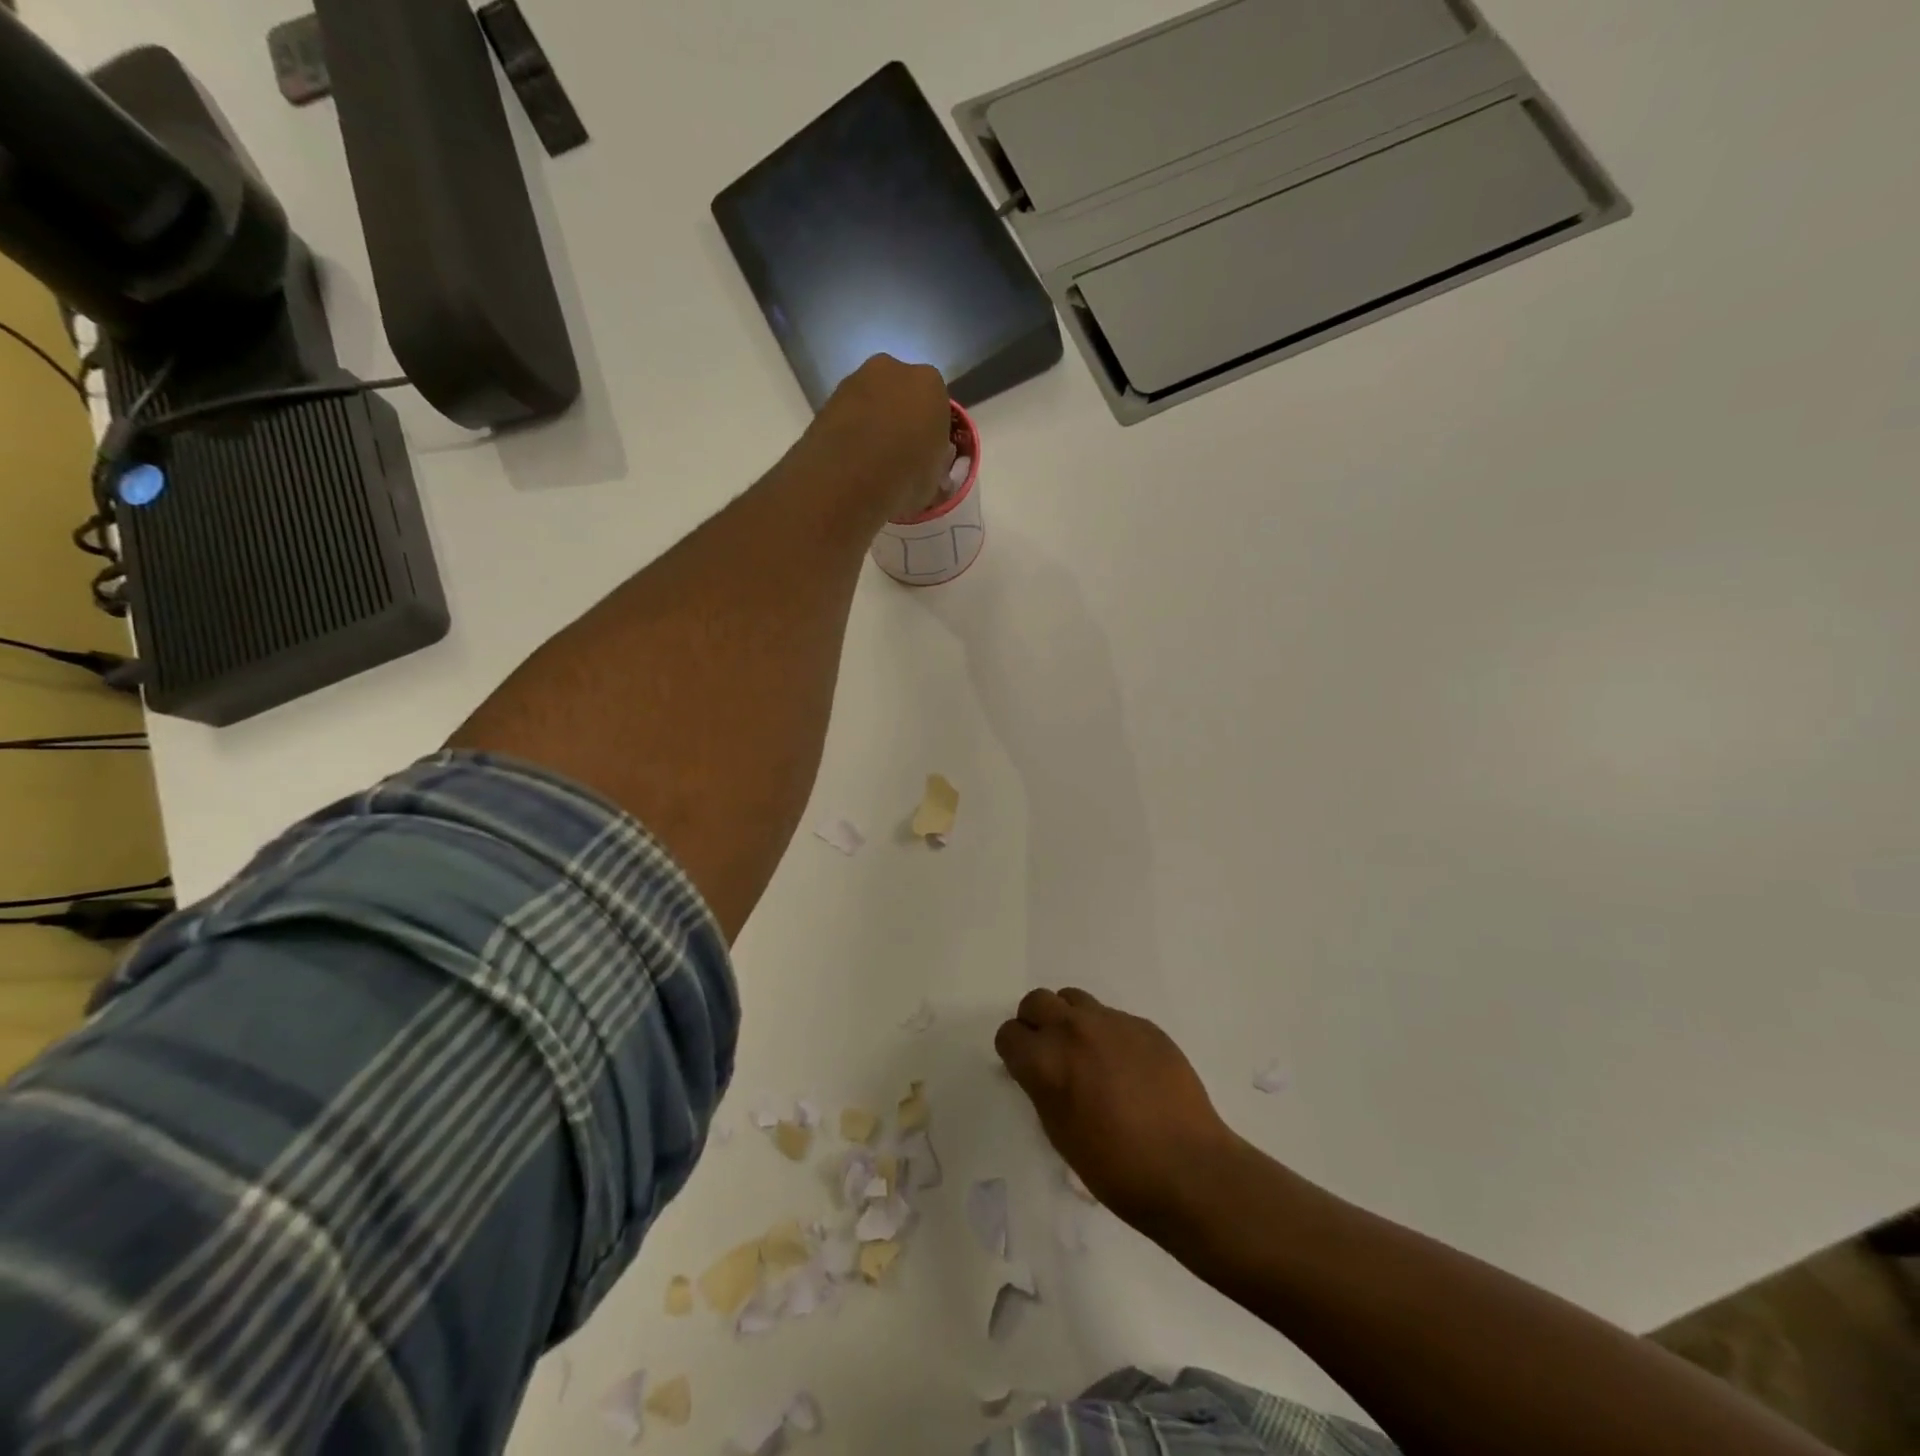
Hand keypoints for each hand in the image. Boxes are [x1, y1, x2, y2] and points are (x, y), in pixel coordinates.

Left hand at [801, 354, 952, 520]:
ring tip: (871, 460)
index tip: (926, 456)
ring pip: (873, 401)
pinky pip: (849, 414)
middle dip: (902, 418)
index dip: (932, 432)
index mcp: (930, 384)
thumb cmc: (903, 479)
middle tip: (898, 455)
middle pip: (903, 395)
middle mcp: (893, 370)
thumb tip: (929, 460)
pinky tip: (851, 459)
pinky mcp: (827, 398)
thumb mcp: (935, 480)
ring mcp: (855, 380)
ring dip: (874, 422)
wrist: (844, 483)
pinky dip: (851, 430)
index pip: (938, 406)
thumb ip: (936, 462)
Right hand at [995, 988, 1244, 1232]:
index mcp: (1046, 1061)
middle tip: (1050, 1054)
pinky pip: (1112, 1017)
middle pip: (1036, 1002)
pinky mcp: (1143, 1024)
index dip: (1014, 1053)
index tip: (1024, 1070)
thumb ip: (1044, 1089)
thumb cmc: (1116, 1168)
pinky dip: (1108, 1034)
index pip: (1009, 1034)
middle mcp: (1073, 1030)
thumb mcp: (1060, 1133)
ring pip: (1074, 1000)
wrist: (1188, 1168)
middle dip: (1035, 1024)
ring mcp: (1112, 1022)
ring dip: (1070, 1020)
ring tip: (1086, 1054)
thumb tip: (1043, 1072)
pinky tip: (1126, 1068)